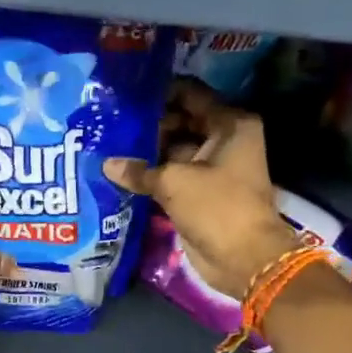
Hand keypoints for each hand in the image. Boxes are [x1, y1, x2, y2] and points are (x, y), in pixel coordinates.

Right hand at [104, 83, 296, 299]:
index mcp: (229, 124)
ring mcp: (213, 166)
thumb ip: (139, 169)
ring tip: (109, 143)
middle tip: (112, 121)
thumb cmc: (217, 206)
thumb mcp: (174, 182)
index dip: (160, 93)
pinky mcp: (202, 191)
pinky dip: (152, 173)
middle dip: (150, 124)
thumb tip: (107, 164)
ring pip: (175, 148)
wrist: (244, 259)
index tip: (126, 94)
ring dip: (148, 150)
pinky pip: (173, 173)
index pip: (190, 94)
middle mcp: (224, 139)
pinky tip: (120, 170)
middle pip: (181, 120)